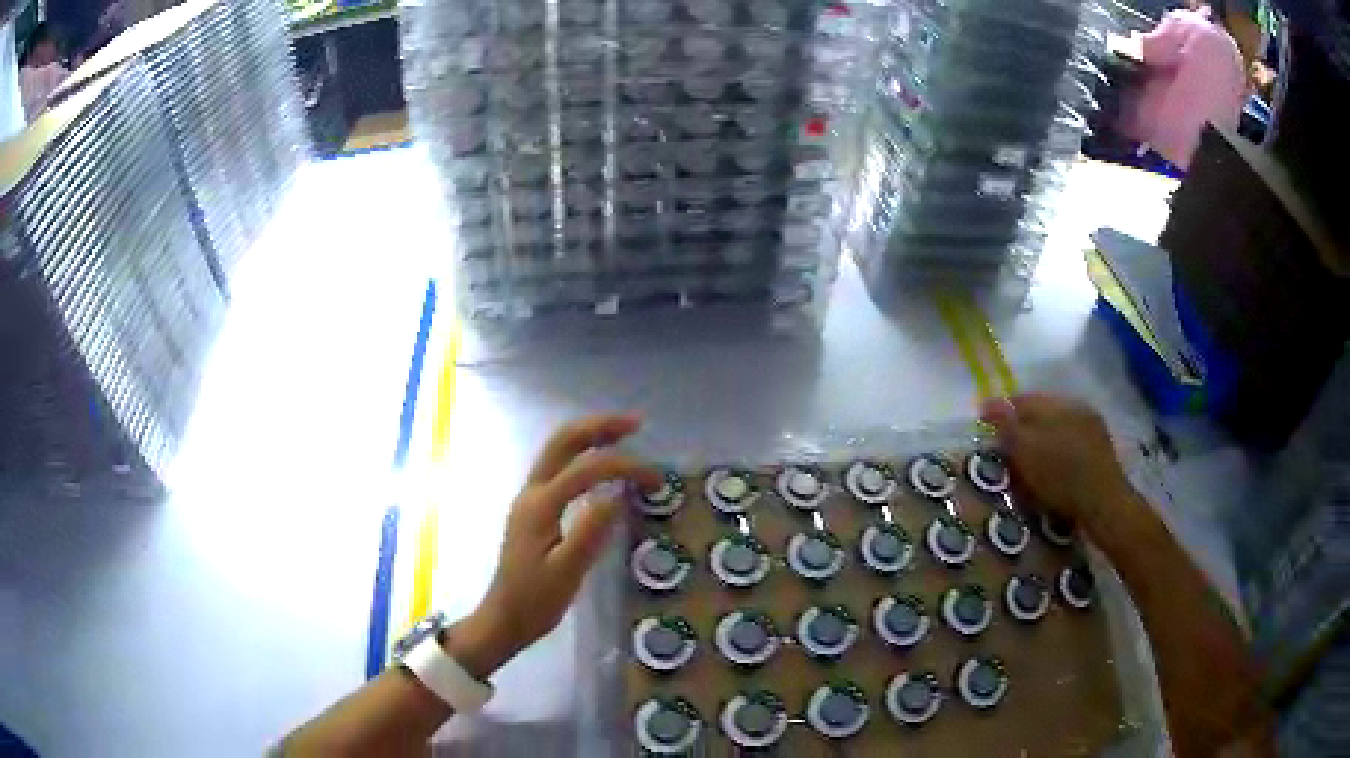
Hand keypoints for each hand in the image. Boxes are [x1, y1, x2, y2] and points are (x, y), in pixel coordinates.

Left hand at [450, 413, 661, 678]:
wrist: (505, 618)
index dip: (625, 466)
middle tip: (636, 423)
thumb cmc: (537, 600)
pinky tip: (599, 465)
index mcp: (541, 505)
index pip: (587, 469)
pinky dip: (582, 455)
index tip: (656, 479)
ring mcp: (530, 498)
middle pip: (563, 442)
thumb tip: (618, 494)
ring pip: (557, 450)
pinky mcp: (533, 509)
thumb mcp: (568, 572)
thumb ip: (591, 531)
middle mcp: (532, 492)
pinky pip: (557, 467)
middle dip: (599, 427)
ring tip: (623, 433)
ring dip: (589, 436)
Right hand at [979, 394, 1134, 533]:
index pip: (1021, 399)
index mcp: (1056, 403)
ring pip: (1057, 424)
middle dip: (1022, 424)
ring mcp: (1091, 425)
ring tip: (1028, 459)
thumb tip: (988, 403)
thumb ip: (1006, 425)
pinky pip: (1071, 439)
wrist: (1103, 504)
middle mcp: (1075, 405)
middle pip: (1041, 410)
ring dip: (1041, 436)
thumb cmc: (1061, 477)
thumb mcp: (1026, 451)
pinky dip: (1057, 448)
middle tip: (1005, 445)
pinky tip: (1052, 467)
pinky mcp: (1100, 447)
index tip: (985, 428)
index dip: (1001, 411)